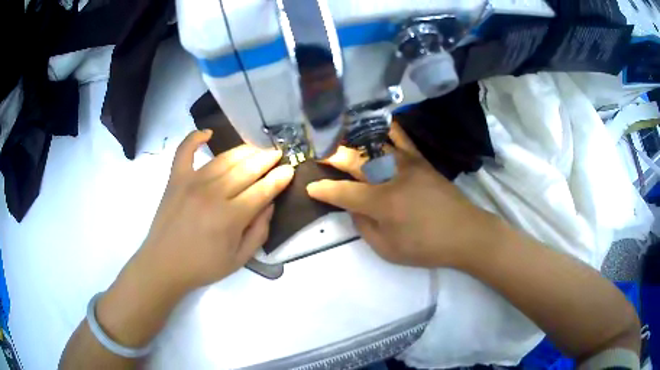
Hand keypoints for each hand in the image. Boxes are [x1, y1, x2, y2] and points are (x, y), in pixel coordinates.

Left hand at [134, 130, 293, 290]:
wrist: (164, 264)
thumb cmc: (203, 266)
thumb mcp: (239, 259)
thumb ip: (259, 232)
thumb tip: (269, 204)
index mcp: (230, 217)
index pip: (262, 190)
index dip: (279, 179)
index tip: (290, 169)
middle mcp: (213, 194)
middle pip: (246, 169)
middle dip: (266, 159)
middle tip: (278, 154)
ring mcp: (191, 182)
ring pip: (224, 159)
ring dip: (244, 151)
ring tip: (256, 149)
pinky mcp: (175, 178)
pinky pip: (185, 151)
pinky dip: (194, 138)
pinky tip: (207, 133)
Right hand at [307, 123, 501, 268]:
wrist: (464, 233)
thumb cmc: (425, 246)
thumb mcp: (388, 248)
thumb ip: (364, 226)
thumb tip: (354, 207)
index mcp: (381, 202)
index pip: (343, 192)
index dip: (324, 190)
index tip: (311, 187)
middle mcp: (391, 176)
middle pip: (355, 160)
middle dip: (333, 157)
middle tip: (320, 154)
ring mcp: (407, 164)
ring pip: (374, 145)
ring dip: (353, 140)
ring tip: (339, 136)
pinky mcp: (421, 160)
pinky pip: (401, 138)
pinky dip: (387, 129)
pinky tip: (376, 122)